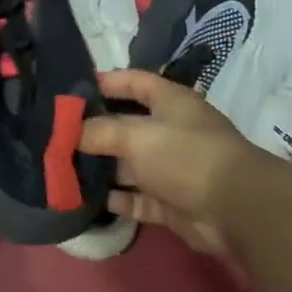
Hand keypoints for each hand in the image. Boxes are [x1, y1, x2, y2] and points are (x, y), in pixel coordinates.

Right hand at [80, 70, 291, 255]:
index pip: (134, 81)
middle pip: (126, 125)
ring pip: (128, 165)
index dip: (105, 82)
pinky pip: (135, 197)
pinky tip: (85, 198)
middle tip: (57, 134)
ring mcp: (171, 169)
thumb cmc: (185, 156)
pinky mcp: (170, 202)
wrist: (235, 209)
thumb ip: (99, 131)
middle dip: (94, 130)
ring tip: (61, 167)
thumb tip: (69, 132)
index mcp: (170, 102)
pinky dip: (114, 198)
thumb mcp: (136, 135)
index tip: (72, 90)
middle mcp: (170, 131)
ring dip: (100, 167)